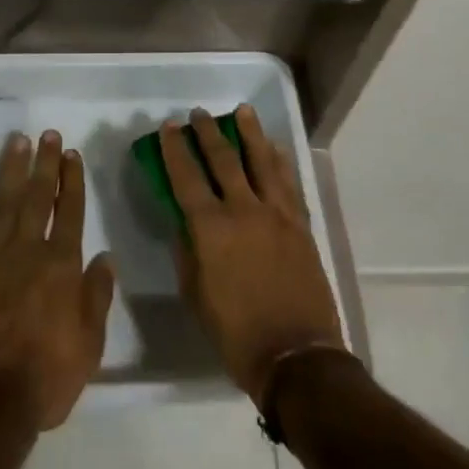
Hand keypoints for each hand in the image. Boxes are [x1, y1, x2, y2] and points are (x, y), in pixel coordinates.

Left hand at [0, 129, 116, 430]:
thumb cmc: (45, 378)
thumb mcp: (89, 344)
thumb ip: (98, 296)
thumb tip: (105, 256)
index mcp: (61, 266)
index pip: (69, 212)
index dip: (72, 181)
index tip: (71, 154)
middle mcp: (27, 250)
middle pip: (37, 197)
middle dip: (44, 163)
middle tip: (47, 134)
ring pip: (3, 202)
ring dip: (10, 168)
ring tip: (16, 140)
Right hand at [162, 107, 344, 403]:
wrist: (297, 357)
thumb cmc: (236, 334)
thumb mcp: (195, 297)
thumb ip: (187, 254)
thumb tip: (184, 225)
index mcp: (210, 228)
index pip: (186, 177)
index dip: (175, 150)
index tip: (168, 127)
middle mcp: (243, 209)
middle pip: (223, 159)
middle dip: (207, 132)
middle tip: (198, 114)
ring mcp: (276, 214)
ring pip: (261, 160)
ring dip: (250, 132)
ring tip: (242, 111)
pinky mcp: (300, 224)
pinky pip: (288, 182)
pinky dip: (280, 161)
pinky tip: (274, 148)